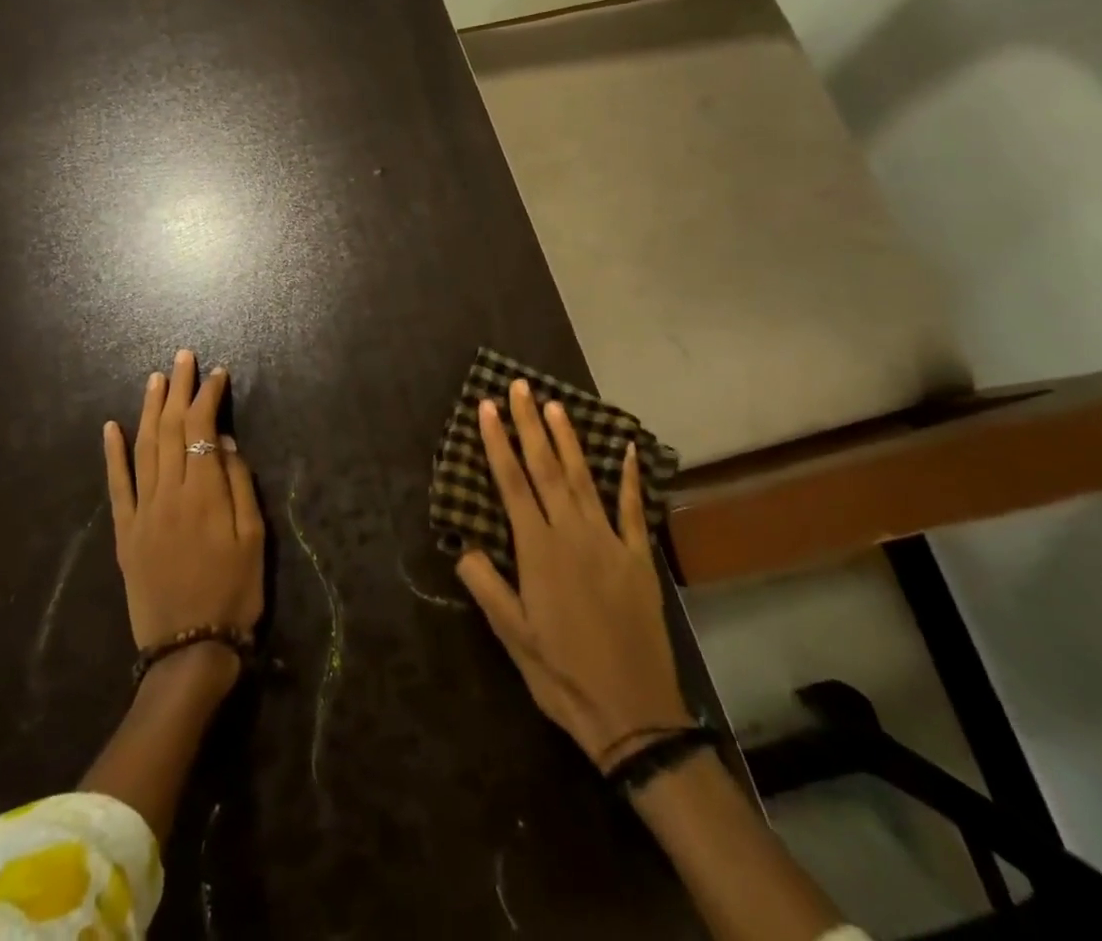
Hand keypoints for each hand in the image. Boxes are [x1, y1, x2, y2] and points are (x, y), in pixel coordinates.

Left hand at [104, 351, 264, 663]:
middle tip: (183, 357)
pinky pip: (116, 485)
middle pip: (169, 428)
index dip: (207, 396)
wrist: (189, 651)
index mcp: (204, 493)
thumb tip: (224, 442)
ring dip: (149, 409)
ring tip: (156, 378)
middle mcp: (168, 493)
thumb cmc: (234, 593)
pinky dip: (112, 454)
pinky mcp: (125, 532)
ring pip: (143, 448)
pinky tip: (111, 427)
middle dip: (178, 389)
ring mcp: (142, 511)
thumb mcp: (255, 539)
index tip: (217, 373)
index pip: (200, 428)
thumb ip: (240, 485)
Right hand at [455, 379, 688, 767]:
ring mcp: (609, 542)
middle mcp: (572, 534)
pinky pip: (632, 509)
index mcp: (538, 550)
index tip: (487, 406)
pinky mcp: (638, 558)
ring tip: (555, 405)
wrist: (634, 714)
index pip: (511, 482)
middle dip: (530, 424)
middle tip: (520, 387)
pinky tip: (627, 449)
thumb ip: (486, 585)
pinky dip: (629, 477)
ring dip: (568, 439)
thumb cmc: (561, 674)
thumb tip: (463, 544)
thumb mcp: (511, 636)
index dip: (497, 442)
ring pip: (583, 478)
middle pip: (546, 468)